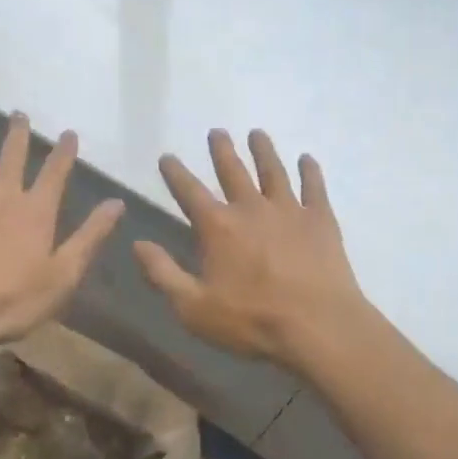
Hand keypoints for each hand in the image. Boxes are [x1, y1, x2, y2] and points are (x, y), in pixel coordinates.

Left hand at [0, 114, 124, 352]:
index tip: (69, 133)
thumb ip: (90, 236)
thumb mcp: (64, 274)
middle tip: (19, 113)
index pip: (55, 173)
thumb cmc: (13, 300)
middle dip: (18, 135)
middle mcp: (3, 196)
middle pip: (12, 157)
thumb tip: (116, 203)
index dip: (64, 152)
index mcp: (36, 211)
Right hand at [133, 129, 369, 371]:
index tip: (167, 156)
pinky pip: (314, 187)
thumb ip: (162, 273)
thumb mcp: (193, 308)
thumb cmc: (252, 321)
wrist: (318, 327)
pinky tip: (307, 159)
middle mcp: (250, 208)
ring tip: (257, 133)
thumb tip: (137, 243)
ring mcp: (288, 210)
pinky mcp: (320, 220)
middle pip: (232, 170)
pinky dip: (310, 171)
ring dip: (263, 150)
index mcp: (218, 227)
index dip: (175, 173)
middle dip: (222, 150)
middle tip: (217, 131)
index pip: (189, 191)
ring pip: (273, 171)